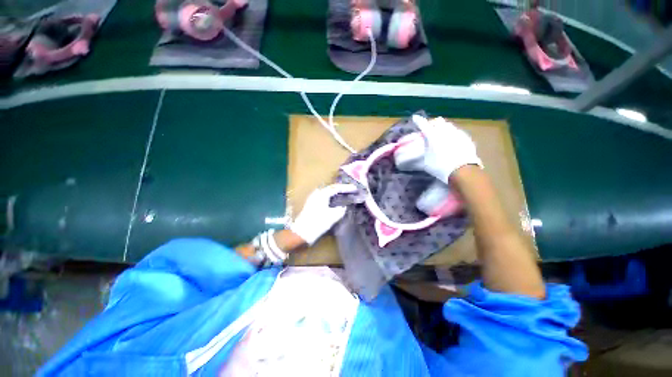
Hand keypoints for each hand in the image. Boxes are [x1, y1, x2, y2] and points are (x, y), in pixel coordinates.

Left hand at [290, 184, 357, 244]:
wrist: (302, 233)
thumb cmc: (317, 223)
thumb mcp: (332, 217)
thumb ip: (340, 210)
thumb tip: (343, 207)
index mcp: (322, 194)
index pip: (336, 188)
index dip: (346, 188)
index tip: (354, 188)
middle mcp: (317, 194)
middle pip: (331, 188)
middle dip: (341, 188)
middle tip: (350, 190)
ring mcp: (313, 198)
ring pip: (327, 192)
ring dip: (335, 192)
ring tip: (344, 194)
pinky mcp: (311, 204)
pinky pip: (323, 196)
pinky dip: (331, 197)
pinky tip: (334, 201)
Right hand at [412, 115, 482, 183]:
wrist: (462, 170)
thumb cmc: (440, 166)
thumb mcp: (426, 161)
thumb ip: (425, 150)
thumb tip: (425, 146)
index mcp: (433, 135)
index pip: (423, 124)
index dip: (418, 121)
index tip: (415, 118)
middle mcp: (445, 130)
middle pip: (438, 121)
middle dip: (432, 123)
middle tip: (429, 129)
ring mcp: (457, 133)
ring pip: (448, 125)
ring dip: (443, 128)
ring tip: (441, 135)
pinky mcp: (466, 138)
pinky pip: (457, 132)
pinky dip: (452, 134)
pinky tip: (451, 142)